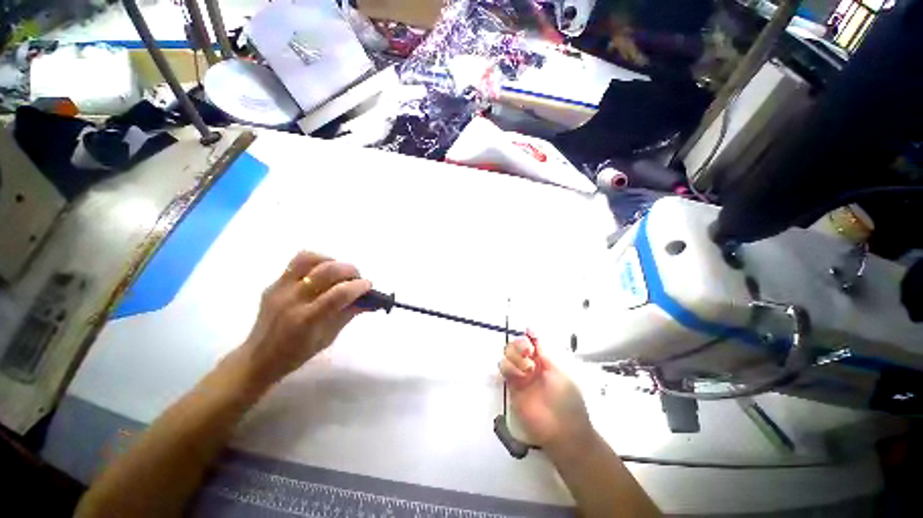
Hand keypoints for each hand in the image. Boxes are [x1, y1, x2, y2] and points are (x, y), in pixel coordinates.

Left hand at [237, 251, 370, 388]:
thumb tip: (370, 300)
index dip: (359, 286)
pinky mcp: (274, 284)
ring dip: (332, 261)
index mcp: (307, 320)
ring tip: (339, 272)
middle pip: (327, 271)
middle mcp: (292, 300)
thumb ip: (349, 314)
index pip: (339, 294)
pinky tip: (323, 272)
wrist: (259, 357)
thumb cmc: (298, 353)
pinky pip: (297, 263)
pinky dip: (316, 262)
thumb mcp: (329, 337)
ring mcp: (280, 289)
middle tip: (357, 279)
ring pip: (309, 259)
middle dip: (350, 270)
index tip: (369, 285)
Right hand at [499, 333, 593, 450]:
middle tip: (527, 351)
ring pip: (508, 356)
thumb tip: (532, 331)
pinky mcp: (513, 387)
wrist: (563, 431)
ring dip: (515, 356)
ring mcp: (521, 376)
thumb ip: (544, 352)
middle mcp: (531, 366)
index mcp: (545, 360)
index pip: (532, 342)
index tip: (528, 334)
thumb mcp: (560, 371)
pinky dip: (509, 368)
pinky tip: (520, 375)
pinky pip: (505, 371)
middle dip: (520, 344)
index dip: (528, 336)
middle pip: (517, 346)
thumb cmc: (567, 399)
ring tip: (527, 369)